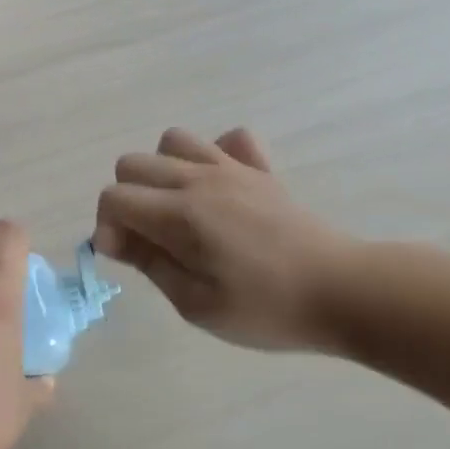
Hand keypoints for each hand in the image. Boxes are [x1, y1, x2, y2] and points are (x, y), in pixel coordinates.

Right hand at [93, 127, 357, 351]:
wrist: (343, 291)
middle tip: (149, 239)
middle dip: (126, 199)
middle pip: (133, 163)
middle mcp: (200, 179)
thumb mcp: (195, 304)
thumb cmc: (265, 309)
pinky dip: (214, 155)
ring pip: (174, 141)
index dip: (107, 227)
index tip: (125, 258)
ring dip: (162, 171)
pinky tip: (219, 190)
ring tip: (177, 209)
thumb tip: (112, 238)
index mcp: (180, 214)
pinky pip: (228, 140)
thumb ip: (150, 263)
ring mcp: (233, 169)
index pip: (114, 197)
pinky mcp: (261, 171)